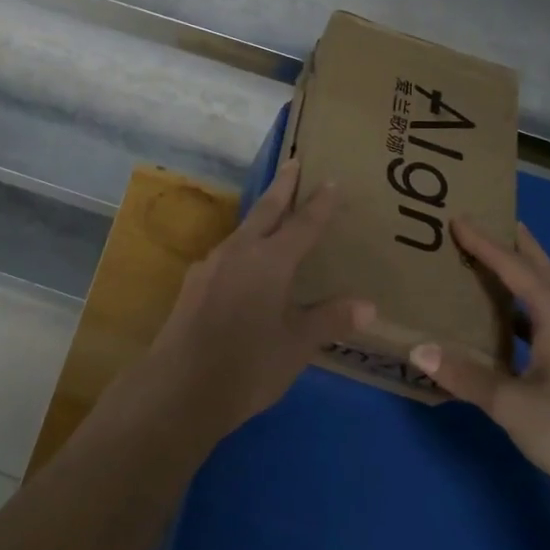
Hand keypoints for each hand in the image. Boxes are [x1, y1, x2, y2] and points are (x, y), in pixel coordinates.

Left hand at [140, 160, 376, 442]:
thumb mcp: (297, 346)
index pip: (302, 224)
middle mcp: (239, 252)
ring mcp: (211, 264)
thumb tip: (368, 305)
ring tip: (274, 213)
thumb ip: (329, 320)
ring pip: (242, 230)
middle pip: (265, 210)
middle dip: (282, 187)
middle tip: (293, 163)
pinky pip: (227, 253)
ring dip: (260, 216)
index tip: (331, 180)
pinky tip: (245, 262)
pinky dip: (244, 246)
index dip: (319, 203)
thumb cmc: (248, 366)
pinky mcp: (194, 282)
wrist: (180, 386)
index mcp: (270, 261)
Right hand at [410, 221, 549, 513]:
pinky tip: (517, 323)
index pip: (516, 268)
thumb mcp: (515, 407)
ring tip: (497, 265)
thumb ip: (467, 376)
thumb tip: (419, 350)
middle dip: (516, 244)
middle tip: (488, 221)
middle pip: (545, 270)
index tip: (458, 219)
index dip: (485, 243)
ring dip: (527, 274)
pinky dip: (534, 306)